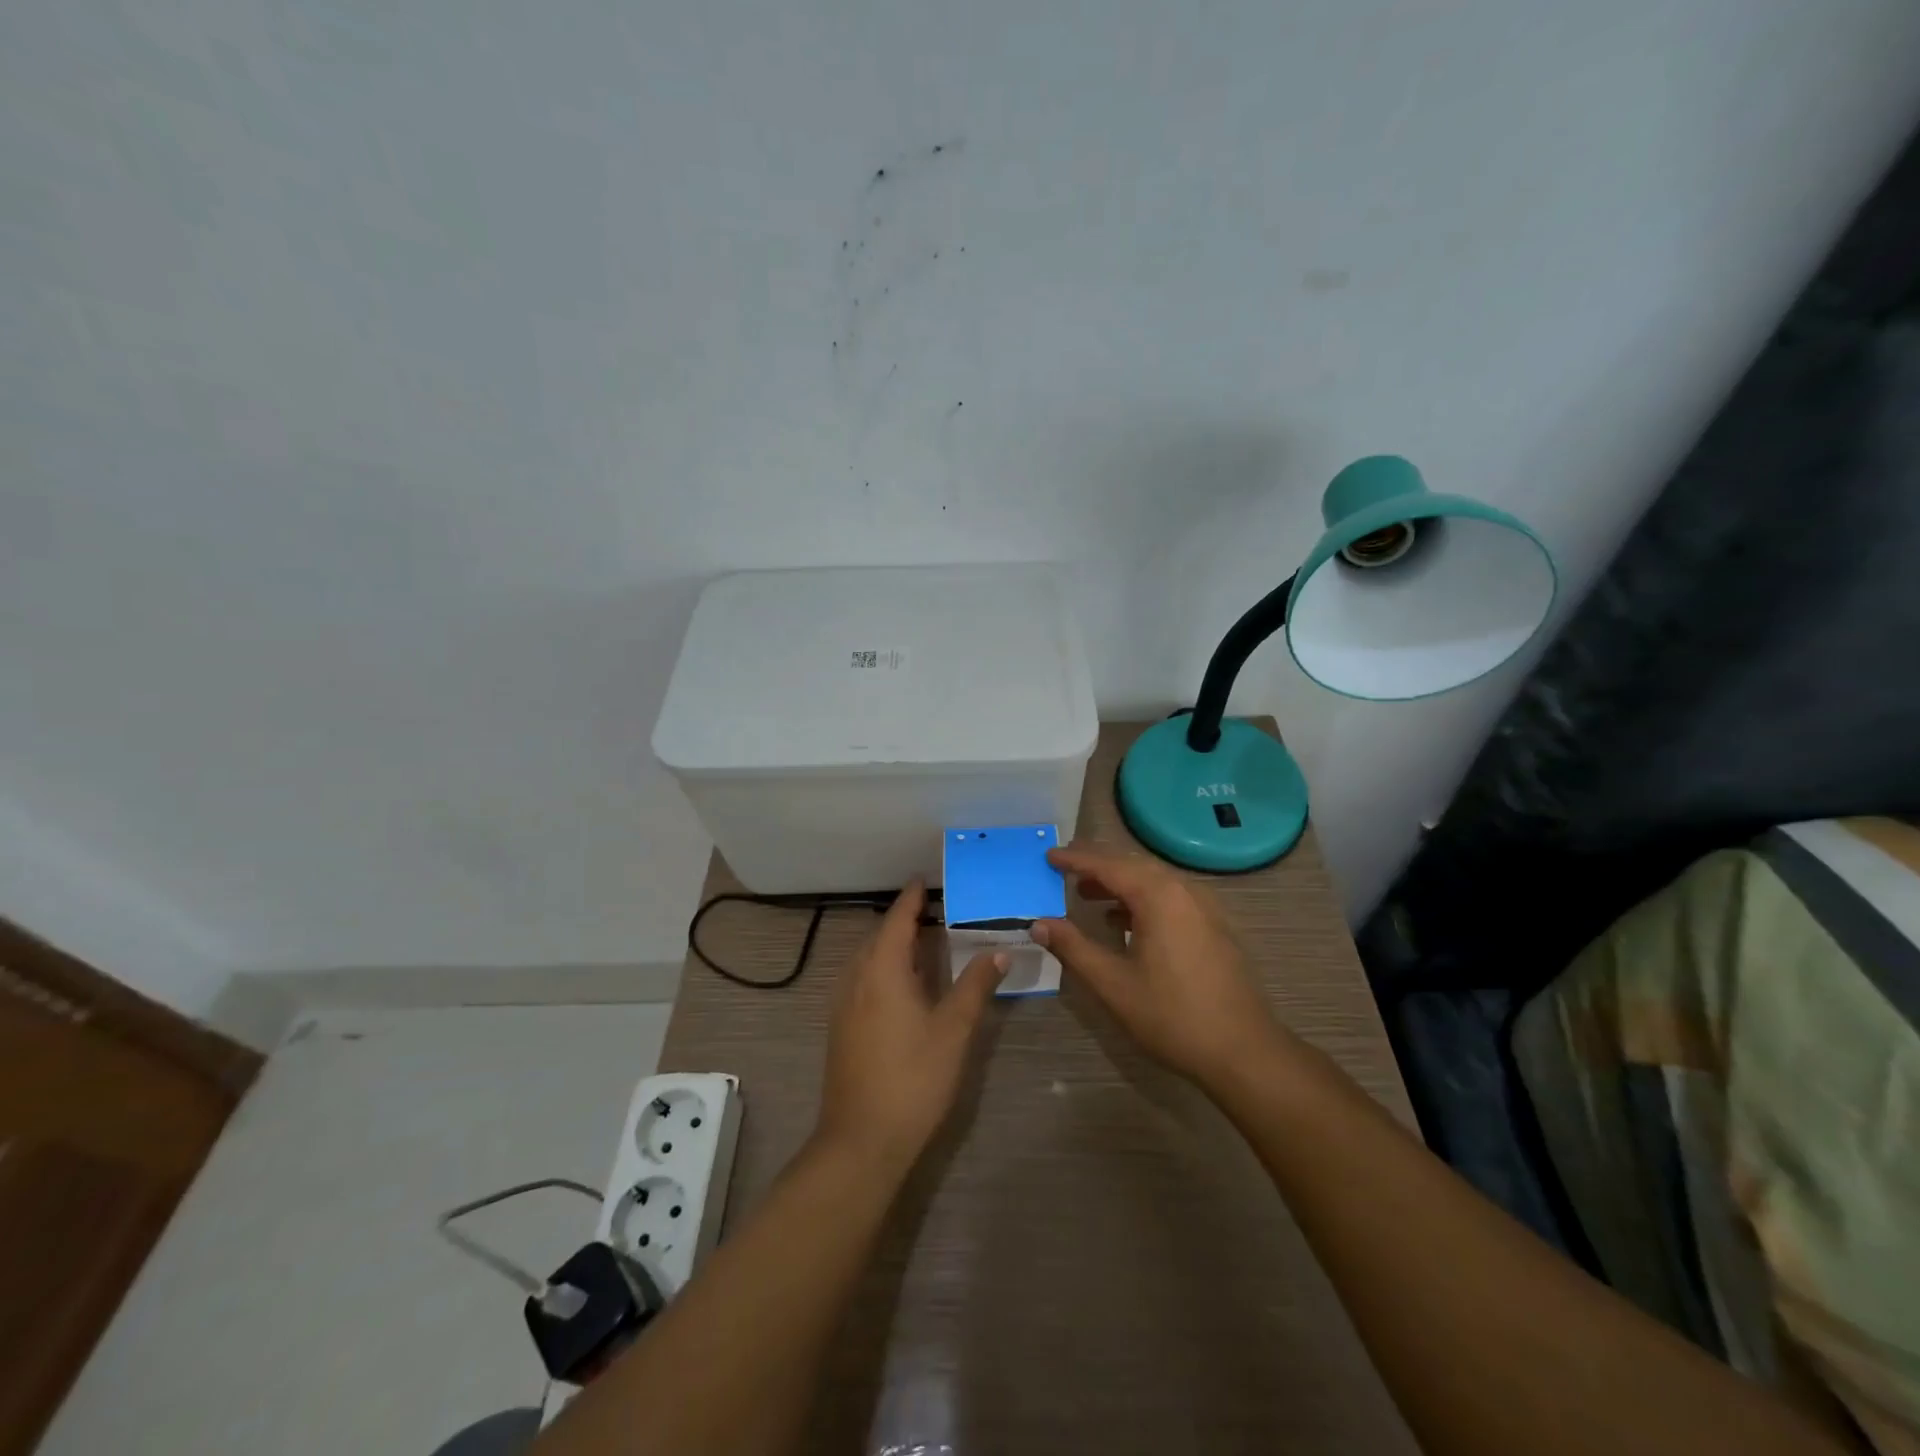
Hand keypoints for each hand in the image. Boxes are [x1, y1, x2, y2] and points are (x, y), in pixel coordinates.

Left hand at [815, 880, 1005, 1174]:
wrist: (861, 1140)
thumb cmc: (913, 1079)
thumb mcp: (953, 1030)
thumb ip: (976, 987)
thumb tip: (999, 952)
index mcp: (882, 970)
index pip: (896, 920)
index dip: (911, 899)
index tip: (923, 879)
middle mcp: (856, 978)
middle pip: (878, 936)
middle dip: (902, 919)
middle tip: (933, 909)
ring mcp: (843, 1004)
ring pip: (866, 958)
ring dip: (891, 944)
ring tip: (919, 941)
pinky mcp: (840, 1027)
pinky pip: (860, 978)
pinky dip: (881, 966)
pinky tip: (900, 984)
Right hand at [1033, 845, 1292, 1089]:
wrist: (1244, 1051)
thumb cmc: (1173, 1016)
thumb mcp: (1113, 984)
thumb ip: (1073, 947)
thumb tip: (1038, 923)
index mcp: (1158, 896)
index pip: (1108, 865)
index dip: (1075, 859)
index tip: (1048, 856)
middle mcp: (1184, 890)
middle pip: (1132, 865)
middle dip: (1097, 865)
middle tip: (1064, 869)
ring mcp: (1204, 907)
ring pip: (1153, 880)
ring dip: (1119, 882)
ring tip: (1087, 894)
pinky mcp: (1214, 926)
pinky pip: (1170, 896)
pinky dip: (1142, 898)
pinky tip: (1125, 921)